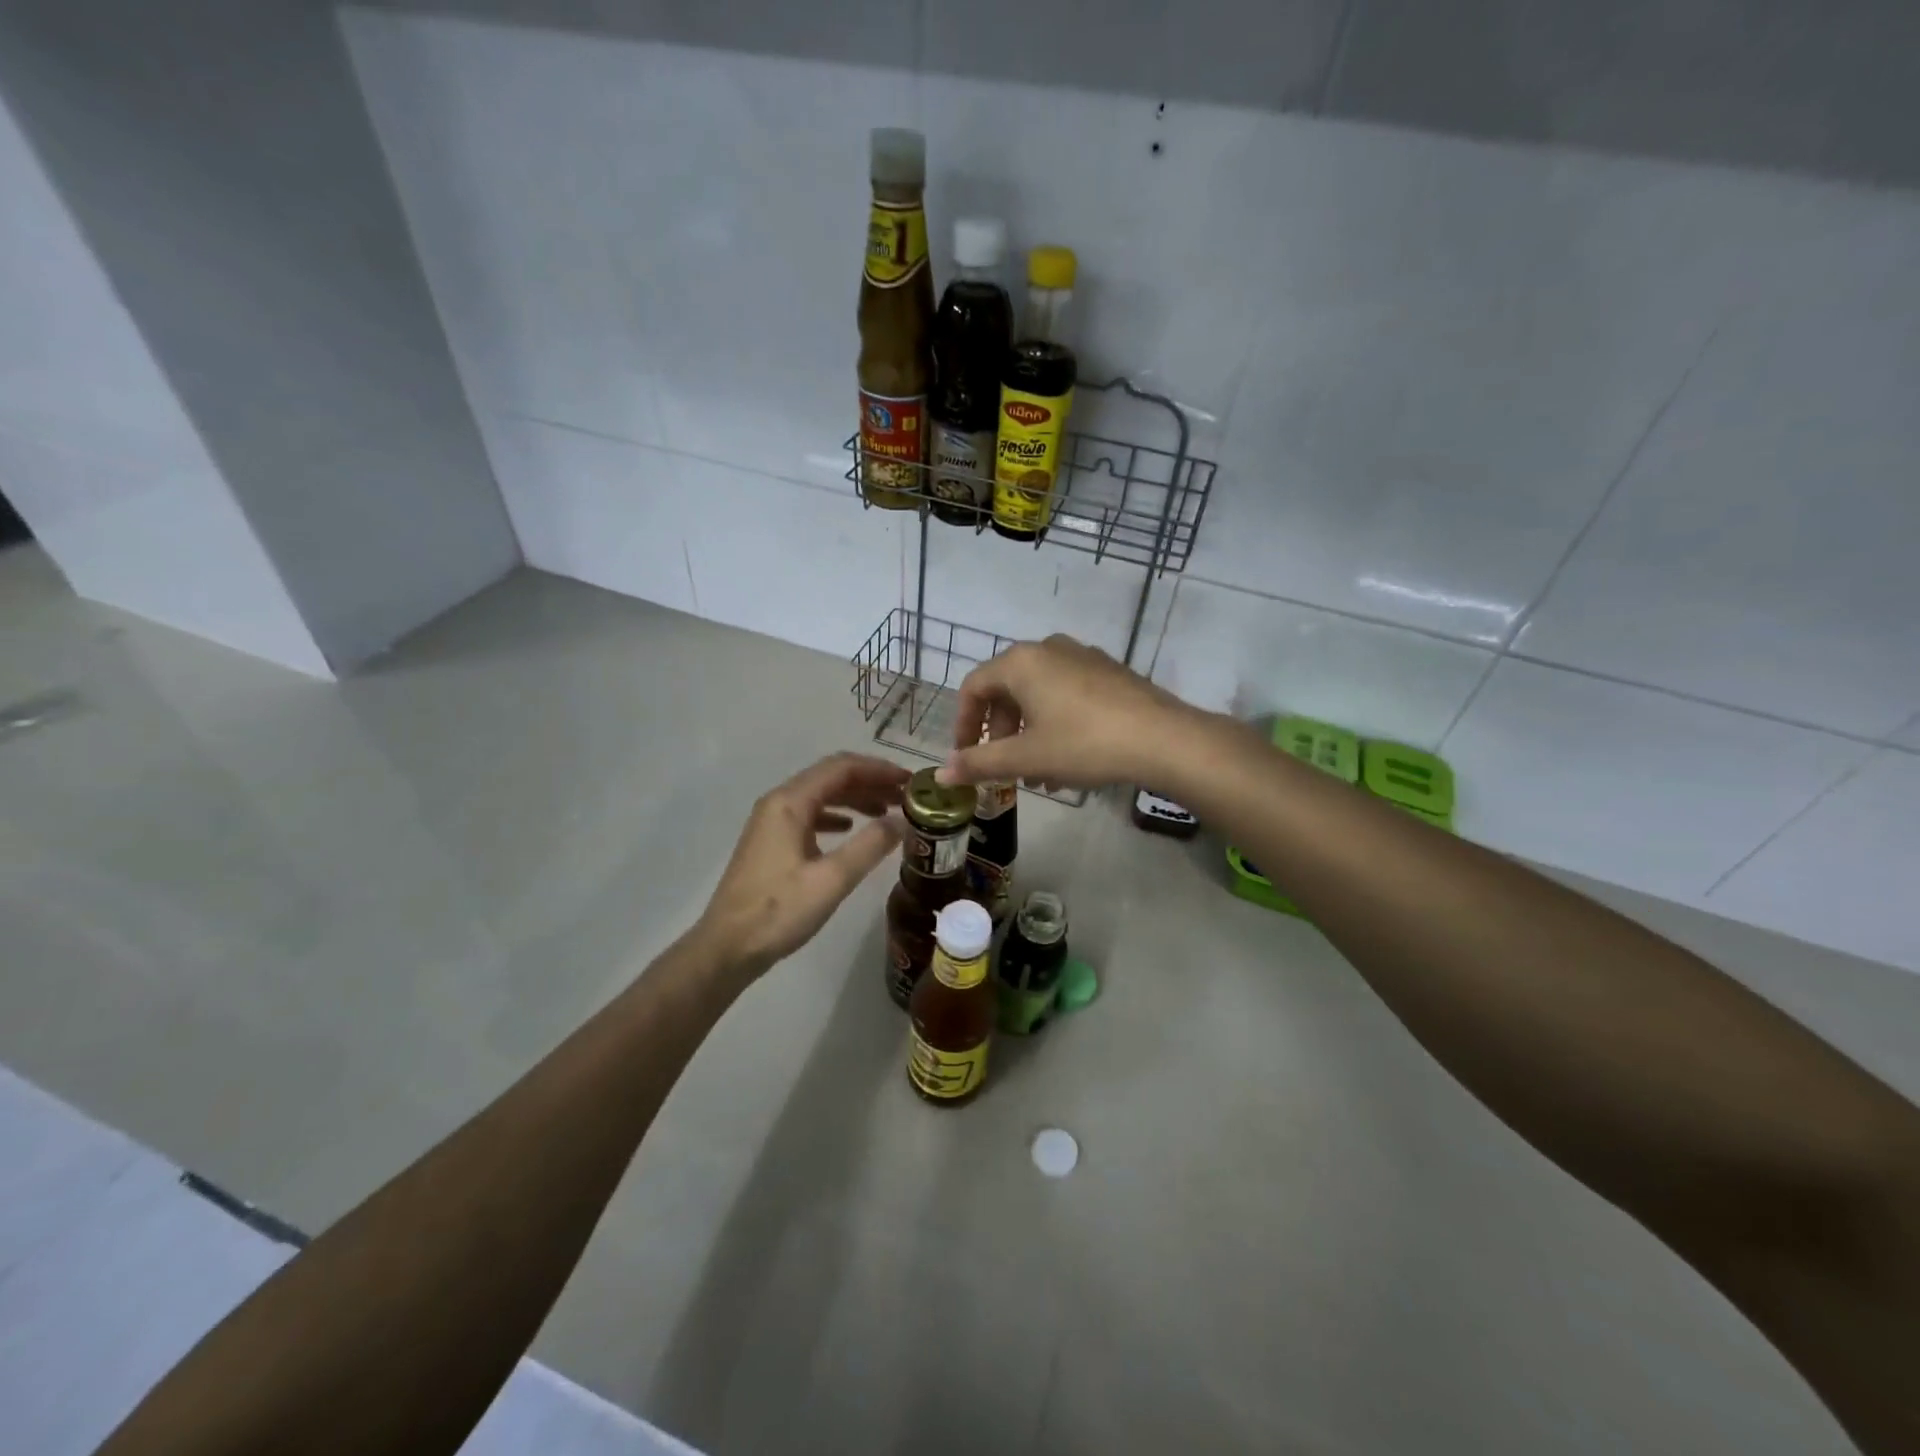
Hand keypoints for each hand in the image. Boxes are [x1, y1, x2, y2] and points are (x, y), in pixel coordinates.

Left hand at [696, 753, 907, 976]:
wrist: (727, 948)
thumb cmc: (778, 911)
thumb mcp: (832, 879)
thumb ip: (870, 845)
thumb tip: (902, 821)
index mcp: (790, 802)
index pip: (842, 767)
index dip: (880, 770)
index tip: (911, 783)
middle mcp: (778, 802)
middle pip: (831, 777)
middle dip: (870, 782)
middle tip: (905, 798)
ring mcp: (771, 822)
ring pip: (821, 795)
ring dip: (855, 798)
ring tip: (887, 812)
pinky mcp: (771, 842)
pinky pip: (810, 815)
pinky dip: (836, 815)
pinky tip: (851, 829)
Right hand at [937, 634, 1203, 791]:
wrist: (1164, 739)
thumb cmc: (1084, 743)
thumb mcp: (1027, 757)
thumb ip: (980, 763)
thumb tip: (942, 773)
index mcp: (1021, 661)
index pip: (973, 687)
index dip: (964, 725)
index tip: (966, 758)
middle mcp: (1048, 649)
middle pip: (1006, 690)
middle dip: (1001, 734)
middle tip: (1004, 769)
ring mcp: (1082, 657)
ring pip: (1038, 696)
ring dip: (1029, 735)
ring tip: (1038, 776)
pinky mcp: (1109, 672)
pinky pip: (1066, 694)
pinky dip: (1055, 724)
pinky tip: (1068, 762)